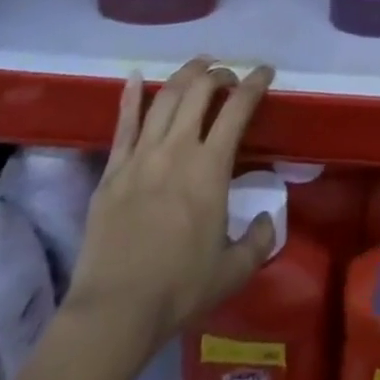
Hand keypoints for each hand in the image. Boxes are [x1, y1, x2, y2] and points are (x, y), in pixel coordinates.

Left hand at [67, 58, 279, 338]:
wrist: (113, 312)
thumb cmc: (179, 290)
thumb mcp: (233, 271)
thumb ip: (258, 240)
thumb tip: (267, 217)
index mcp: (211, 167)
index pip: (238, 108)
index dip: (255, 82)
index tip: (265, 71)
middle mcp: (177, 149)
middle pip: (199, 90)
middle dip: (218, 73)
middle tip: (228, 76)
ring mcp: (140, 156)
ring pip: (164, 98)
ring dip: (184, 75)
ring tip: (197, 67)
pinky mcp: (112, 171)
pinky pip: (123, 124)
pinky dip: (130, 96)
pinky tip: (135, 76)